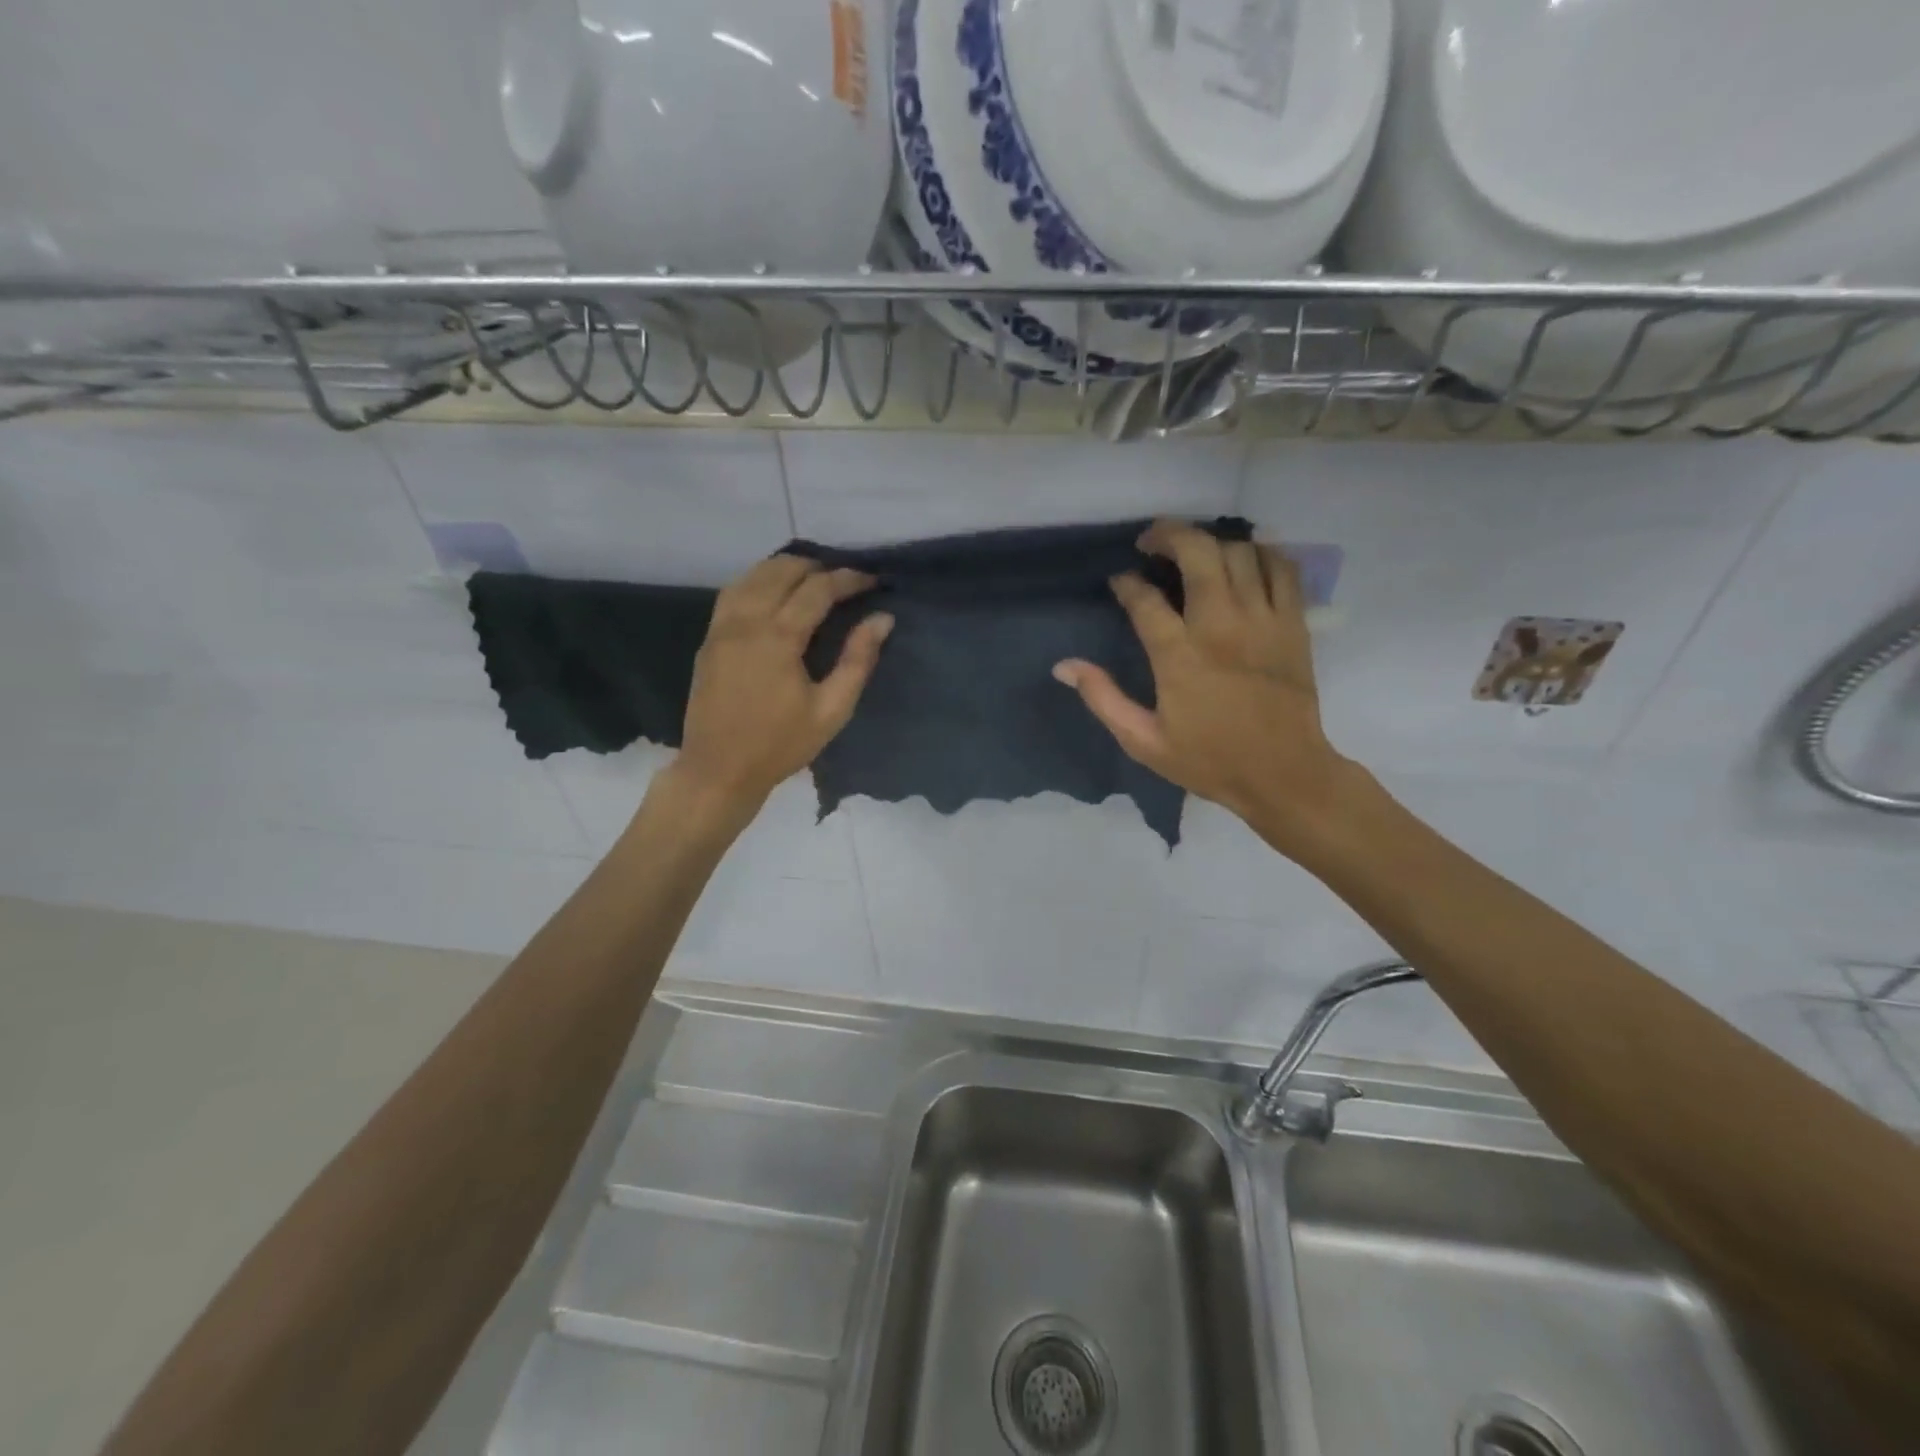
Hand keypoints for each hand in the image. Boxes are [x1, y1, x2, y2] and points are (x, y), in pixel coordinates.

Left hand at [671, 555, 892, 818]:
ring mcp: (722, 627)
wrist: (718, 770)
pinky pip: (734, 592)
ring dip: (785, 569)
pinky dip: (759, 580)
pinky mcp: (709, 638)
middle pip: (782, 570)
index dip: (848, 579)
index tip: (872, 580)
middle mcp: (746, 621)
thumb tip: (882, 619)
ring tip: (813, 579)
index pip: (817, 589)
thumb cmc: (780, 745)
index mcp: (778, 637)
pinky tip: (774, 593)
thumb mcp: (831, 710)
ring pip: (753, 574)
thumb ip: (858, 661)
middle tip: (845, 579)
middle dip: (817, 566)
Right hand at [1053, 520, 1357, 843]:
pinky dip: (1262, 553)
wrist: (1284, 775)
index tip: (1120, 582)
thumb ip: (1103, 698)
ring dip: (1211, 542)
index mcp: (1179, 656)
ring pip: (1239, 552)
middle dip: (1169, 535)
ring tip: (1194, 551)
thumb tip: (1064, 666)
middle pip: (1197, 553)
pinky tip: (1245, 558)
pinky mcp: (1294, 624)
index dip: (1126, 583)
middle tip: (1152, 542)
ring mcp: (1262, 620)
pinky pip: (1283, 568)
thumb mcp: (1143, 741)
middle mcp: (1220, 626)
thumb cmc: (1210, 760)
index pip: (1144, 599)